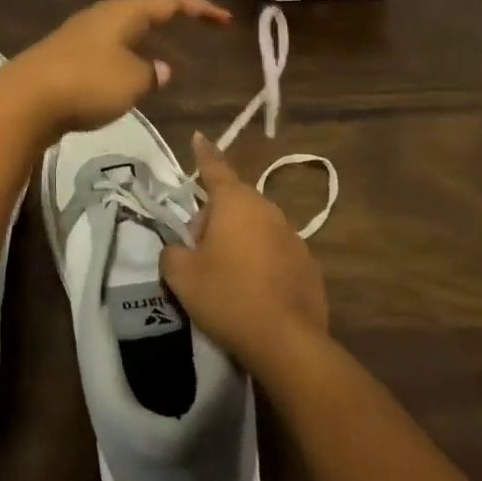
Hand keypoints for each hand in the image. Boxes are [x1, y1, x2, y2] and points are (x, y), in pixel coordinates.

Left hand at [0, 0, 230, 142]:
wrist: (25, 99)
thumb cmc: (86, 83)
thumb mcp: (131, 82)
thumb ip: (150, 74)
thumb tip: (160, 69)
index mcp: (124, 12)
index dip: (200, 6)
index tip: (225, 19)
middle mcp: (104, 14)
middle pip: (145, 0)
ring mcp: (84, 32)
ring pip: (126, 18)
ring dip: (149, 18)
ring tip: (164, 18)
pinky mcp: (69, 53)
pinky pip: (111, 38)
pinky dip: (131, 39)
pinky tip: (130, 55)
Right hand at [162, 133, 328, 375]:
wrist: (288, 344)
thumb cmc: (228, 297)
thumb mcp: (181, 276)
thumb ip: (172, 252)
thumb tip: (179, 250)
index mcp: (235, 202)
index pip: (214, 168)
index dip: (203, 153)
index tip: (199, 136)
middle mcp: (267, 209)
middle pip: (233, 203)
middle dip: (214, 220)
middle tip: (199, 252)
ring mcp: (292, 237)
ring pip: (256, 228)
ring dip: (239, 241)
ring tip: (227, 277)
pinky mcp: (308, 266)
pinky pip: (275, 253)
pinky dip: (262, 263)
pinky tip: (254, 294)